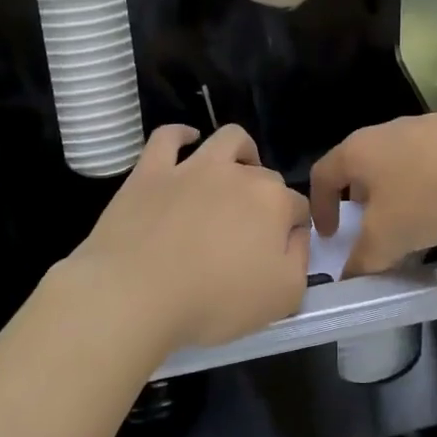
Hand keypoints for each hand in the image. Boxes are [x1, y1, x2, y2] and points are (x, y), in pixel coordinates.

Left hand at [67, 124, 309, 355]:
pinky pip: (168, 137)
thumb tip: (295, 235)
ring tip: (236, 172)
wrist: (136, 294)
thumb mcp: (283, 297)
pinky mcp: (151, 170)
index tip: (280, 253)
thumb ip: (300, 259)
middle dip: (266, 197)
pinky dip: (181, 134)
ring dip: (240, 151)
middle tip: (250, 232)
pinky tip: (187, 141)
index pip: (297, 207)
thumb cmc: (214, 301)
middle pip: (265, 176)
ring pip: (227, 140)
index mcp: (273, 203)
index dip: (293, 229)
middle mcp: (238, 174)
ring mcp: (192, 167)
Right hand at [311, 109, 436, 276]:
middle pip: (359, 166)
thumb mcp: (388, 238)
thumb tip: (349, 276)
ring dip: (395, 193)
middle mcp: (384, 132)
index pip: (322, 175)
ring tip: (412, 222)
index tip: (330, 235)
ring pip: (396, 163)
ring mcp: (423, 127)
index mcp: (357, 151)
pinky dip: (428, 184)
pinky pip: (430, 161)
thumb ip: (363, 260)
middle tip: (370, 229)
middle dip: (359, 199)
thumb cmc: (429, 194)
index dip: (318, 207)